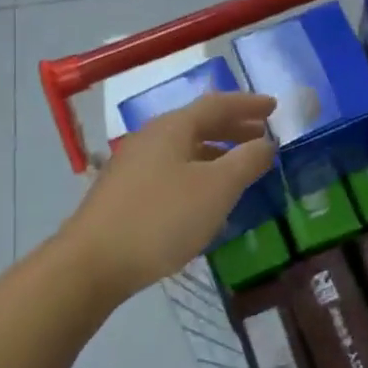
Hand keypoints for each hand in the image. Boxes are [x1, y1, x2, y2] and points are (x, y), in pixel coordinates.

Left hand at [57, 92, 277, 306]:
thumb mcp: (216, 189)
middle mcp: (151, 137)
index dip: (248, 104)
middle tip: (263, 136)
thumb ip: (247, 161)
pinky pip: (172, 169)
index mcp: (173, 127)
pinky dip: (198, 172)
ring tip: (241, 166)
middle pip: (199, 123)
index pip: (217, 104)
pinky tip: (206, 197)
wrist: (93, 263)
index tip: (275, 107)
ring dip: (217, 152)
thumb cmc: (161, 218)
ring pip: (184, 148)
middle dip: (234, 127)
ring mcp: (134, 164)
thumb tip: (266, 143)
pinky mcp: (125, 192)